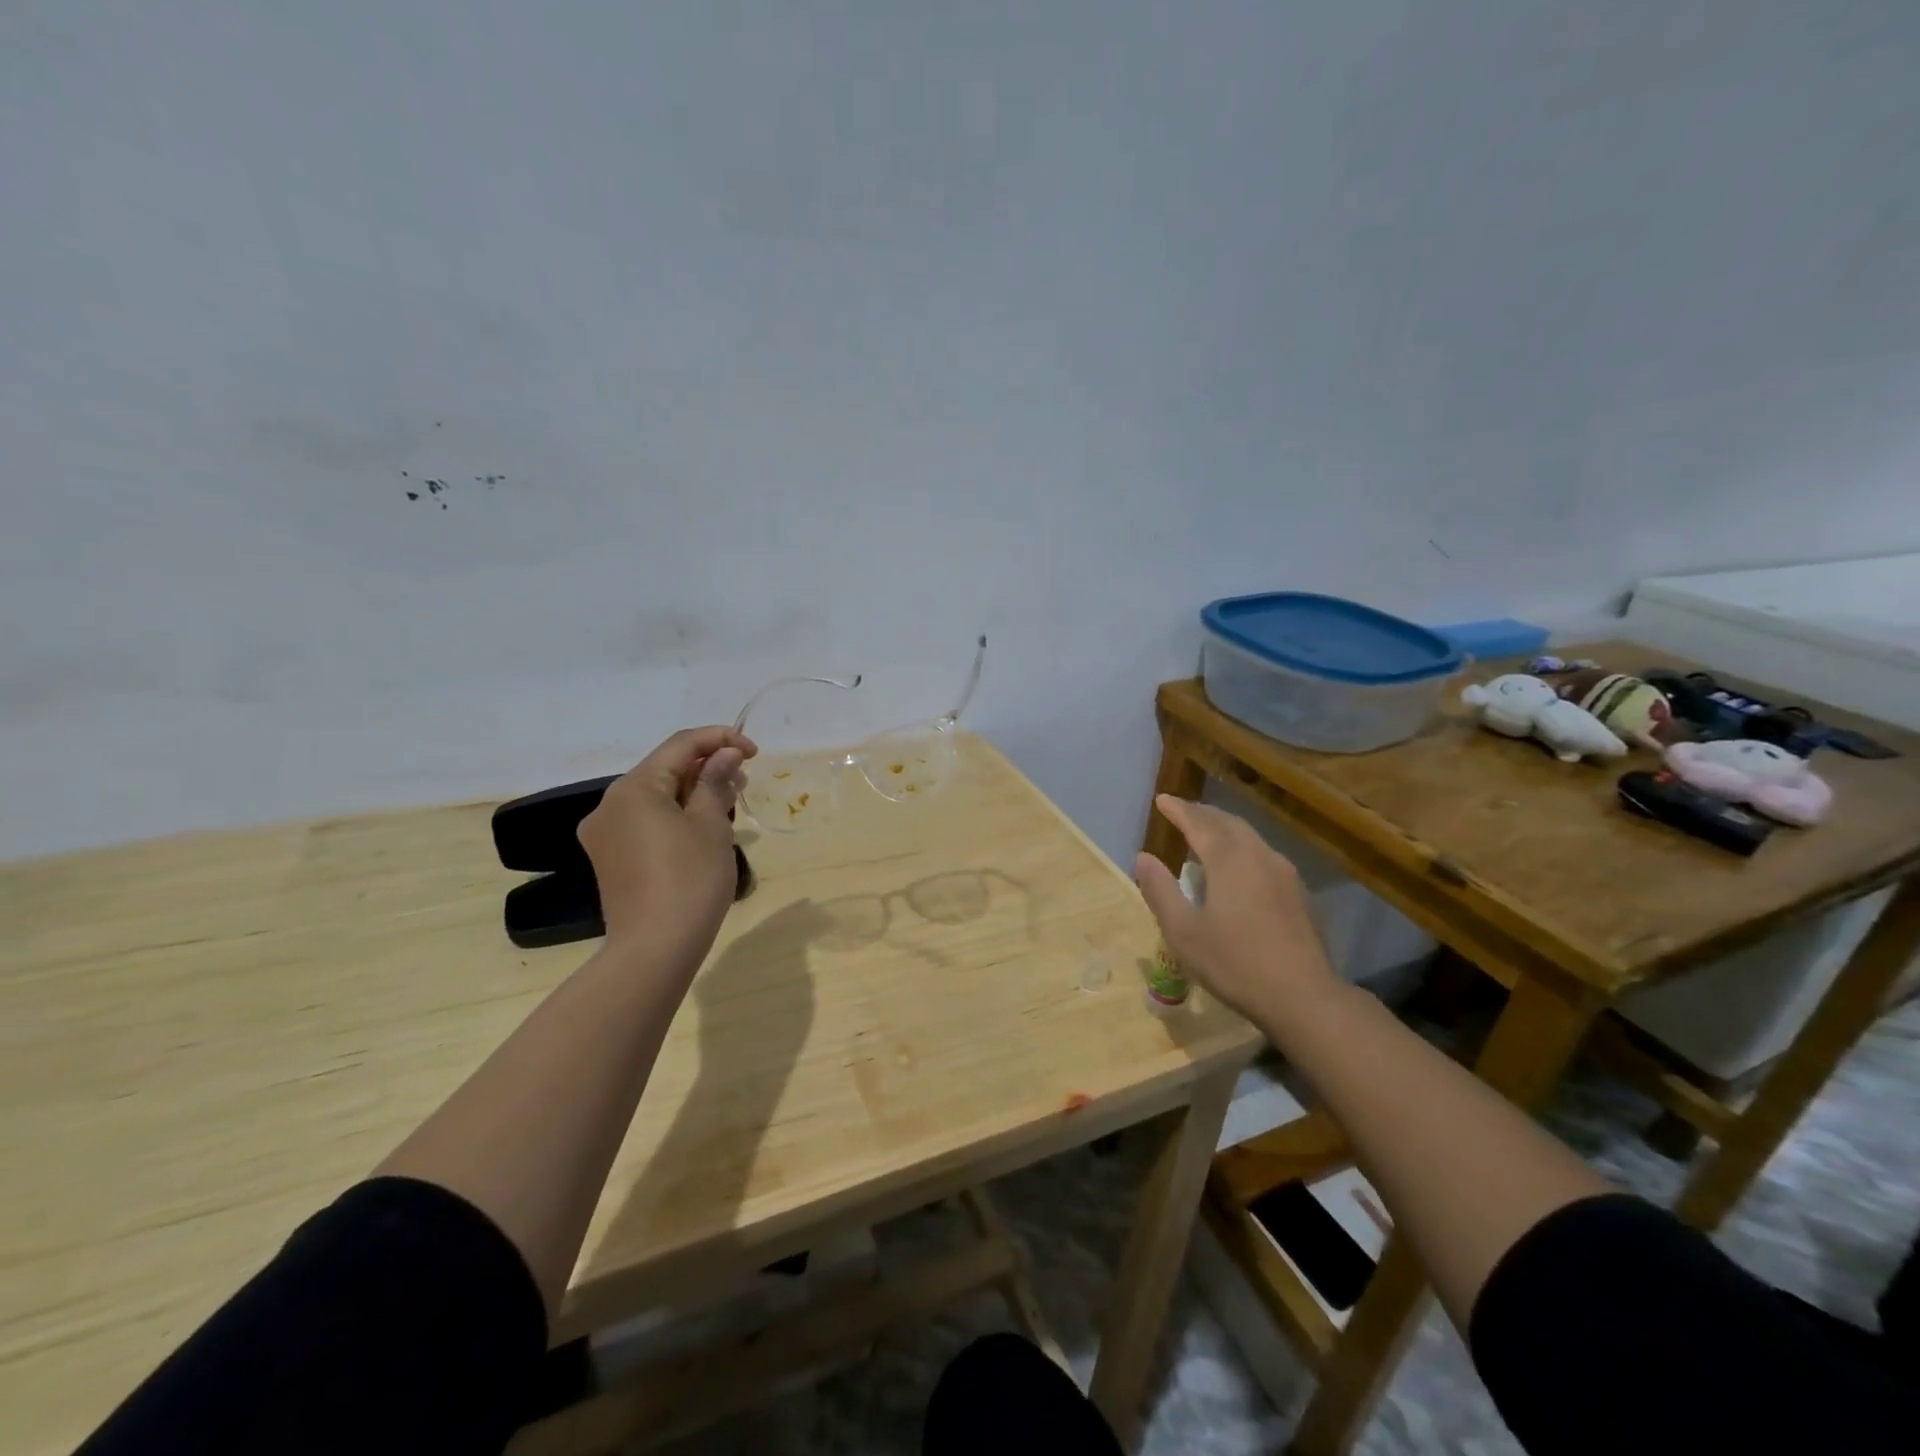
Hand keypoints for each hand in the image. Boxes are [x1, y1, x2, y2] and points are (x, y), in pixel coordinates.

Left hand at [577, 726, 756, 970]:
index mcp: (633, 788)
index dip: (721, 740)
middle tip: (745, 780)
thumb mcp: (712, 824)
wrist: (655, 949)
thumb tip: (726, 754)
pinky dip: (677, 816)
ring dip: (694, 792)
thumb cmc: (690, 879)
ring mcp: (606, 834)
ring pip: (656, 796)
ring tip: (731, 803)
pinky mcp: (612, 859)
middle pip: (665, 769)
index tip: (755, 752)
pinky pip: (647, 822)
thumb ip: (716, 781)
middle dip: (707, 767)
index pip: (681, 745)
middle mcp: (610, 804)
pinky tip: (704, 829)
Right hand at [1133, 795, 1341, 1027]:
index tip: (1162, 800)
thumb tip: (1143, 858)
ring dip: (1224, 828)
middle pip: (1227, 822)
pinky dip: (1241, 846)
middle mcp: (1258, 856)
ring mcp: (1283, 873)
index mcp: (1229, 860)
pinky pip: (1263, 853)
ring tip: (1206, 833)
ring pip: (1249, 836)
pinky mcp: (1298, 892)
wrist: (1303, 996)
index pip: (1198, 822)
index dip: (1178, 810)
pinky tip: (1238, 865)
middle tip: (1181, 812)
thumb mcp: (1183, 932)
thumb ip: (1160, 891)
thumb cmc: (1235, 963)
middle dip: (1202, 813)